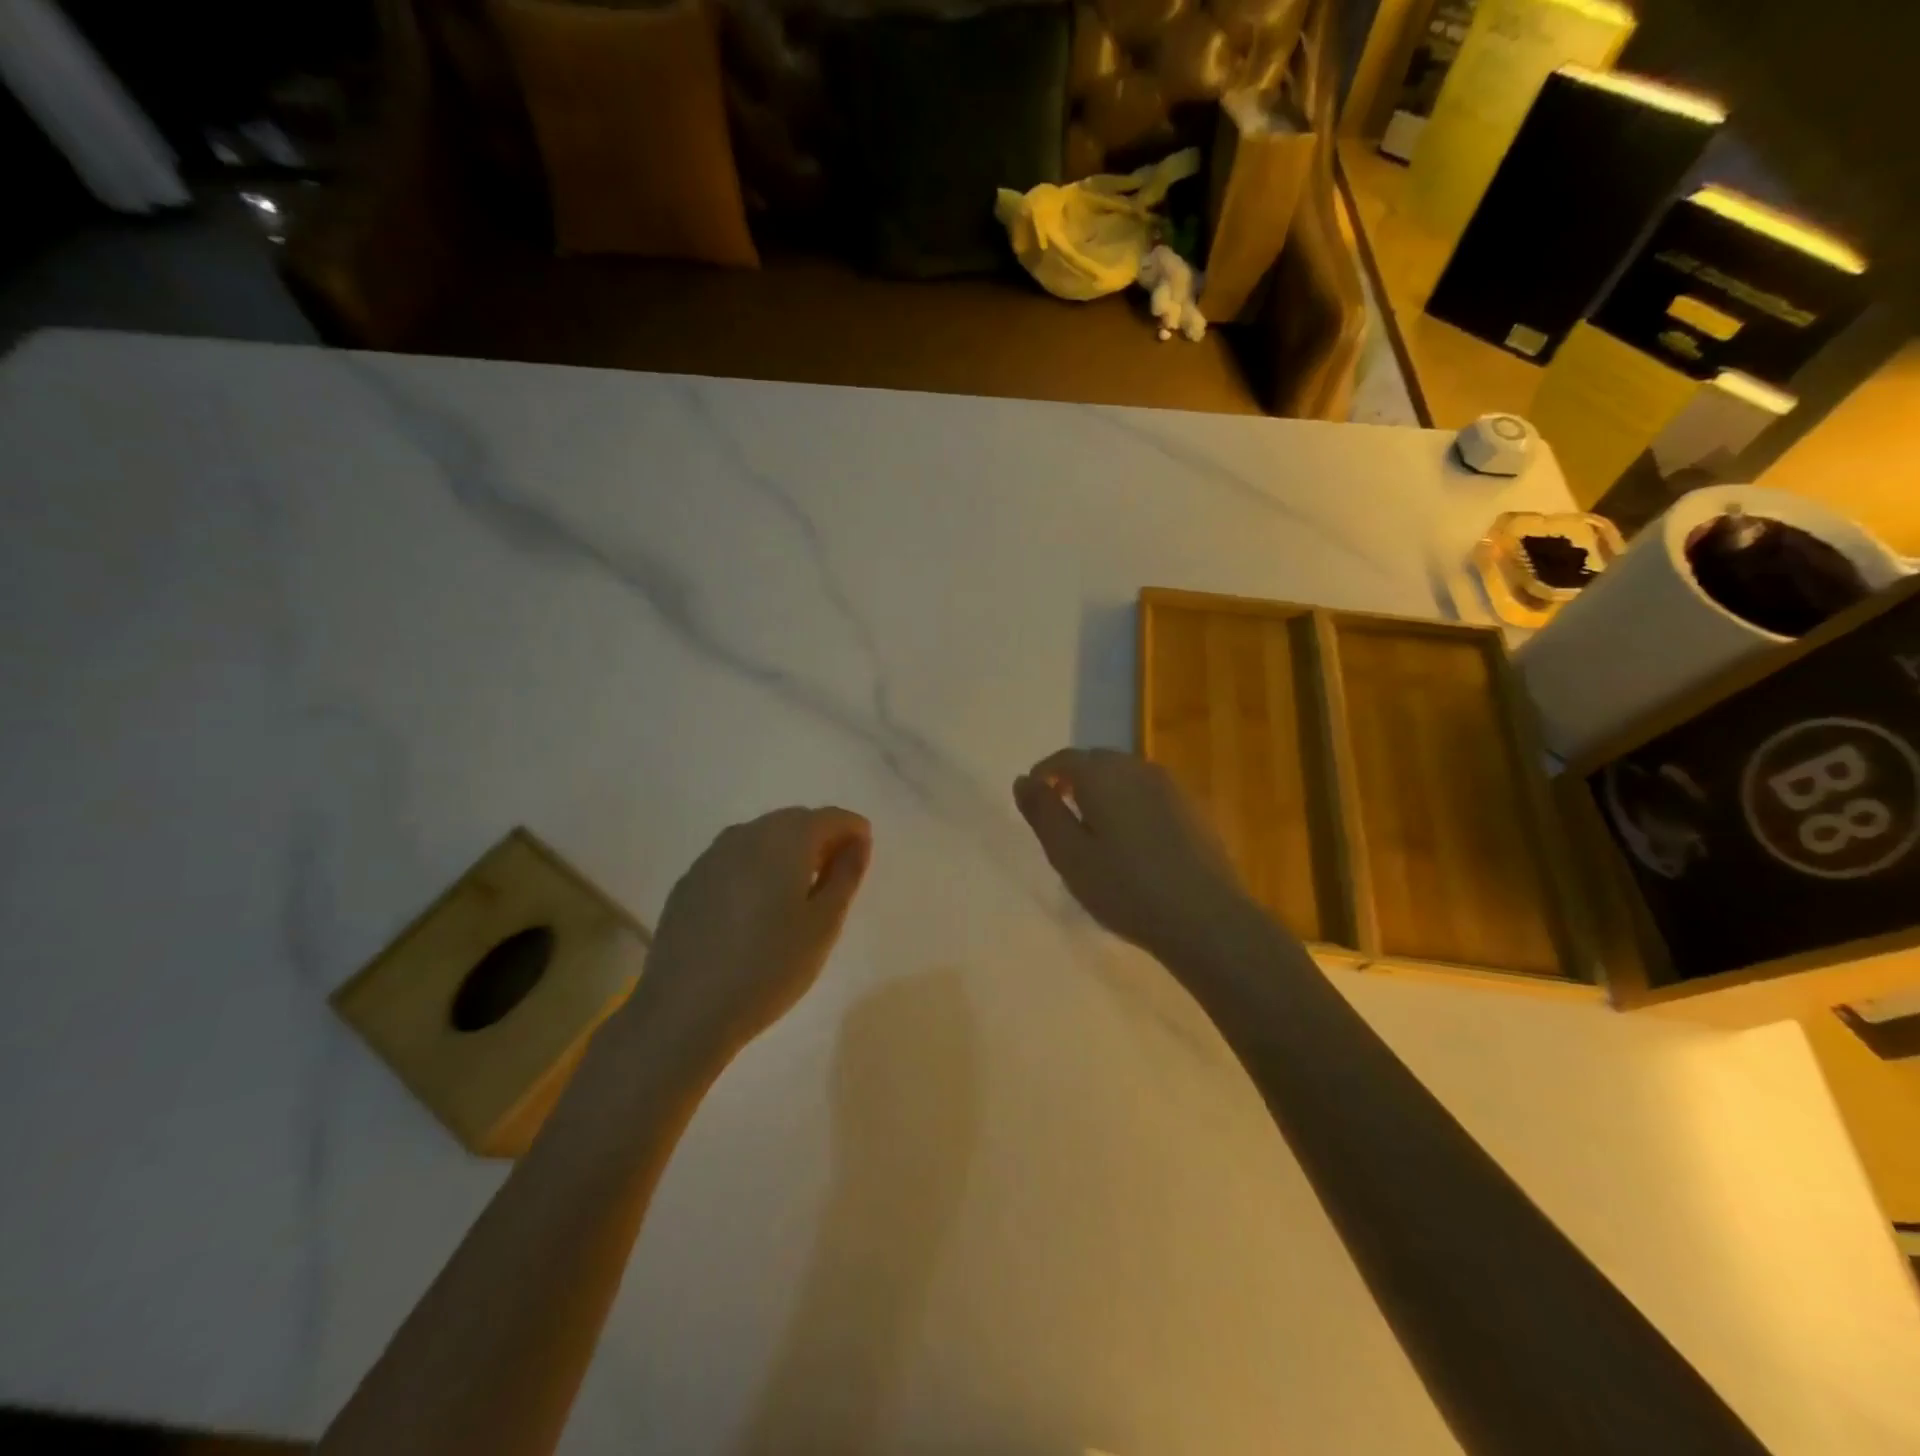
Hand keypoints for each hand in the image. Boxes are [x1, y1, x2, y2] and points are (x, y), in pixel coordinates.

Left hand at [620, 807, 871, 1063]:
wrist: (684, 1011)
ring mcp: (712, 856)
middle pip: (795, 821)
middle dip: (821, 838)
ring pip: (762, 838)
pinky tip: (757, 907)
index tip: (864, 856)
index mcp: (786, 839)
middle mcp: (747, 834)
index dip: (853, 830)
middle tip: (837, 875)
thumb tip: (857, 842)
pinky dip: (756, 868)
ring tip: (799, 892)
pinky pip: (735, 859)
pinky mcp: (690, 881)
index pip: (831, 817)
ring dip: (788, 852)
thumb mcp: (824, 924)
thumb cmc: (769, 967)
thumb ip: (846, 874)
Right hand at [1014, 749, 1261, 966]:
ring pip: (1126, 776)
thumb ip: (1042, 813)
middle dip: (1074, 780)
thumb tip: (1023, 780)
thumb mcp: (1068, 855)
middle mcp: (1138, 768)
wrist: (1205, 918)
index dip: (1044, 774)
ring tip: (1095, 829)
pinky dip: (1131, 804)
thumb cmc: (1125, 888)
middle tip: (1061, 814)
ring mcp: (1171, 787)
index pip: (1065, 759)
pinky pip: (1150, 794)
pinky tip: (1133, 840)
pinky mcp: (1193, 809)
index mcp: (1103, 775)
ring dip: (1105, 791)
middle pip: (1098, 762)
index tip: (1034, 799)